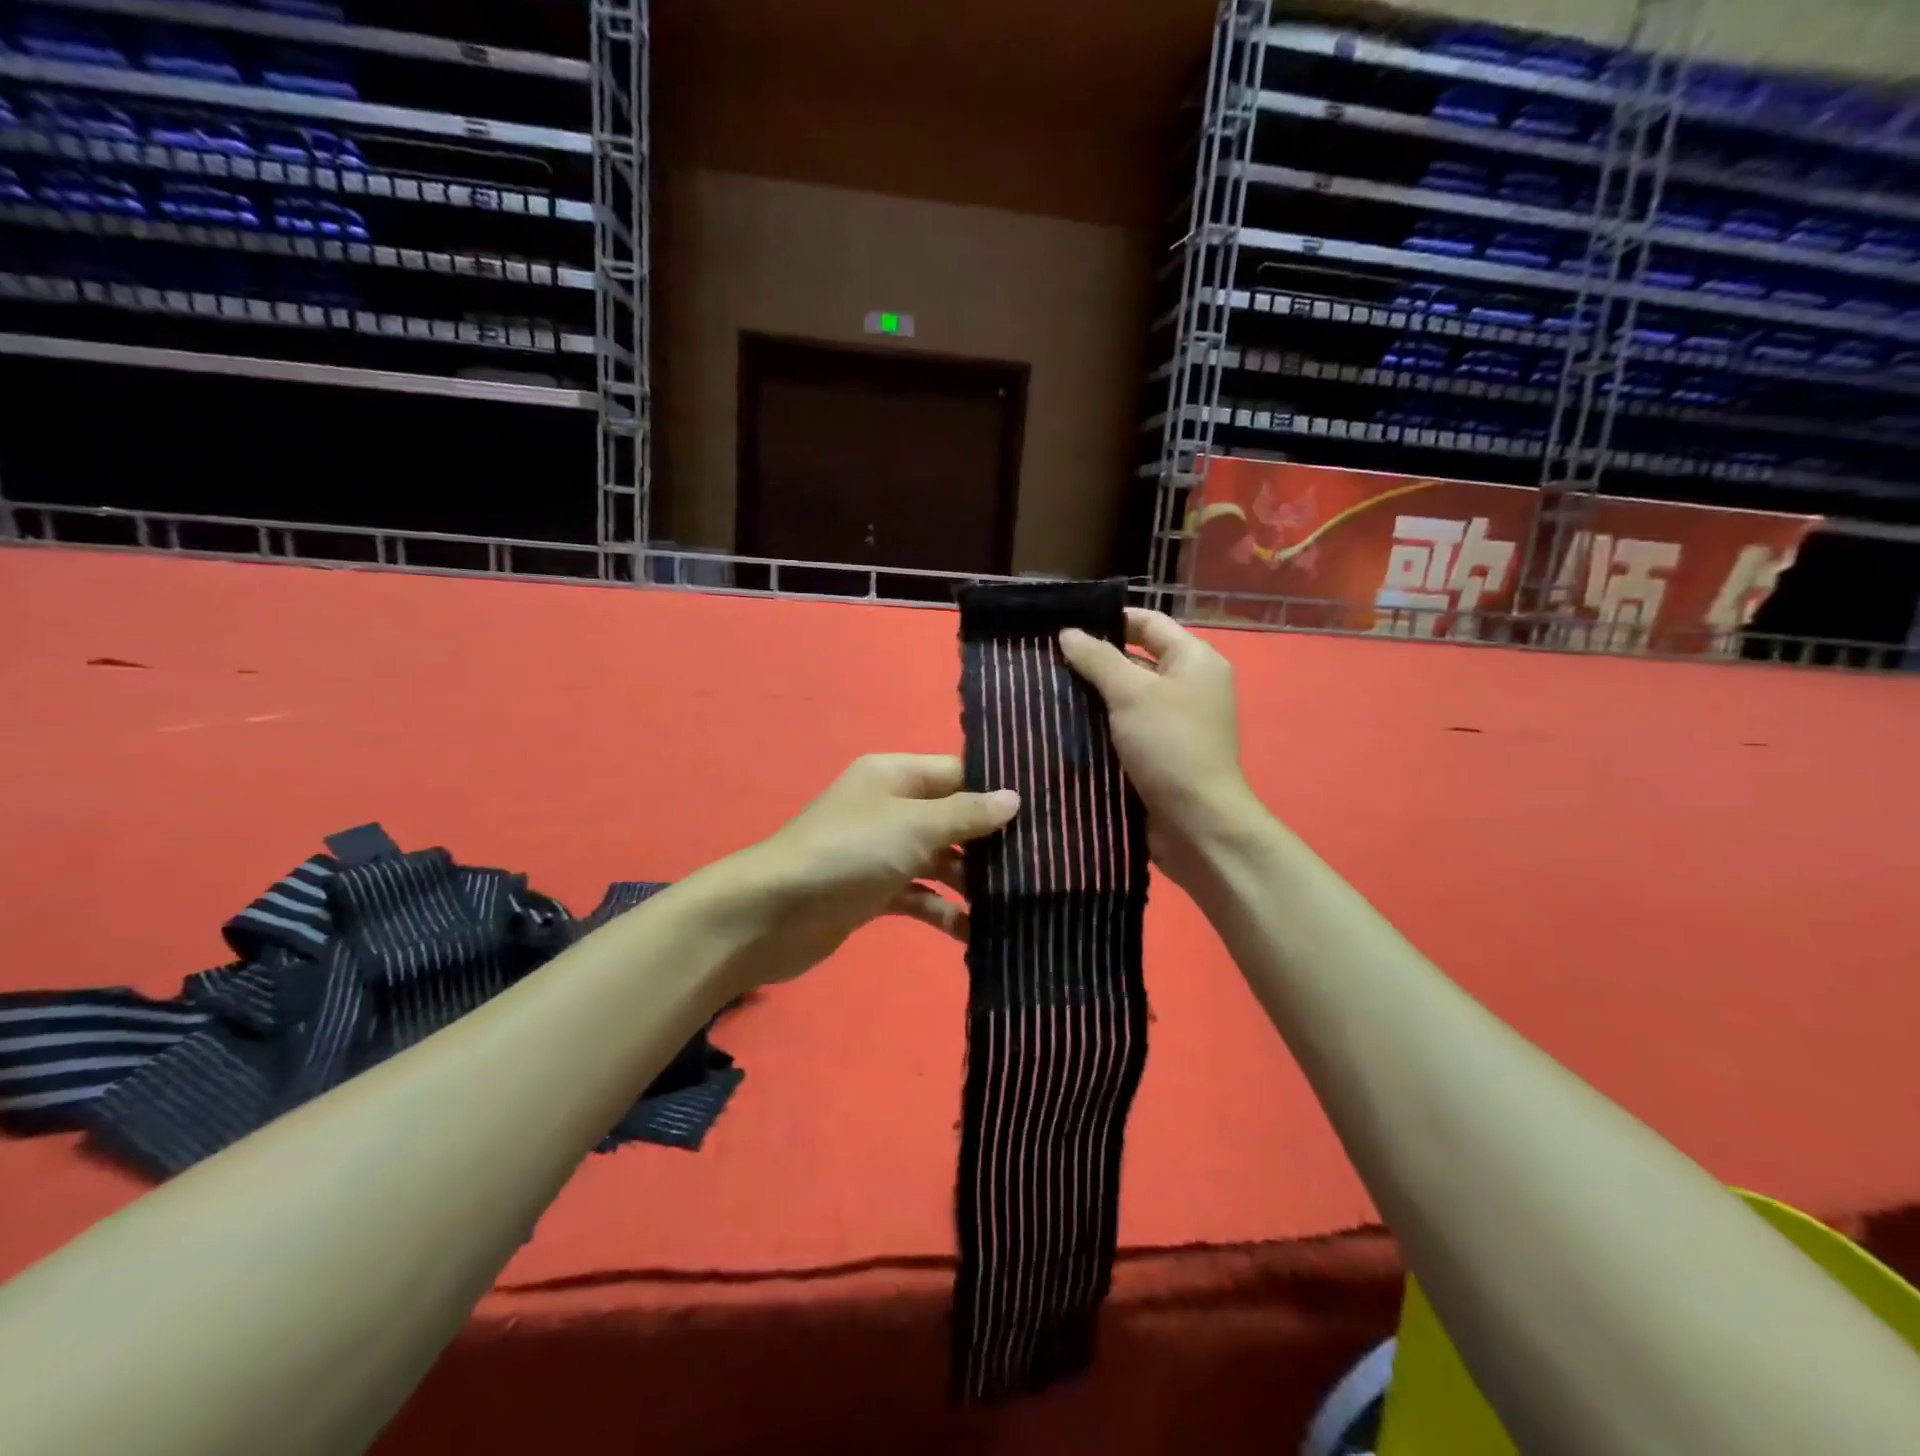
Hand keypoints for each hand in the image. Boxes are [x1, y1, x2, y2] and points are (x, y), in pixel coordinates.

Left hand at [721, 754, 1019, 989]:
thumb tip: (1014, 797)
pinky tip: (976, 934)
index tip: (1048, 809)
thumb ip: (966, 813)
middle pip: (953, 818)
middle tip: (1044, 862)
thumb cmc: (848, 853)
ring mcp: (882, 851)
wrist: (773, 914)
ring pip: (941, 860)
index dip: (998, 790)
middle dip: (992, 841)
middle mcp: (890, 807)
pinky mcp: (875, 891)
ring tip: (1019, 903)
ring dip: (973, 881)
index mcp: (895, 776)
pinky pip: (921, 896)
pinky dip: (945, 912)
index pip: (958, 773)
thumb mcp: (914, 825)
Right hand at [1059, 608, 1257, 886]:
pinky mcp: (1160, 754)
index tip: (1064, 623)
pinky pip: (1125, 729)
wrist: (1196, 823)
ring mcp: (1175, 723)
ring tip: (1045, 688)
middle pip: (1136, 660)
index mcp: (1195, 660)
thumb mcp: (1132, 693)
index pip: (1148, 623)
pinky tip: (1063, 724)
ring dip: (1092, 695)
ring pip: (1126, 697)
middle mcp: (1189, 686)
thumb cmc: (1170, 746)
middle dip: (1094, 659)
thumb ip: (1099, 659)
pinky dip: (1100, 725)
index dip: (1109, 619)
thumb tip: (1068, 633)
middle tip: (1045, 657)